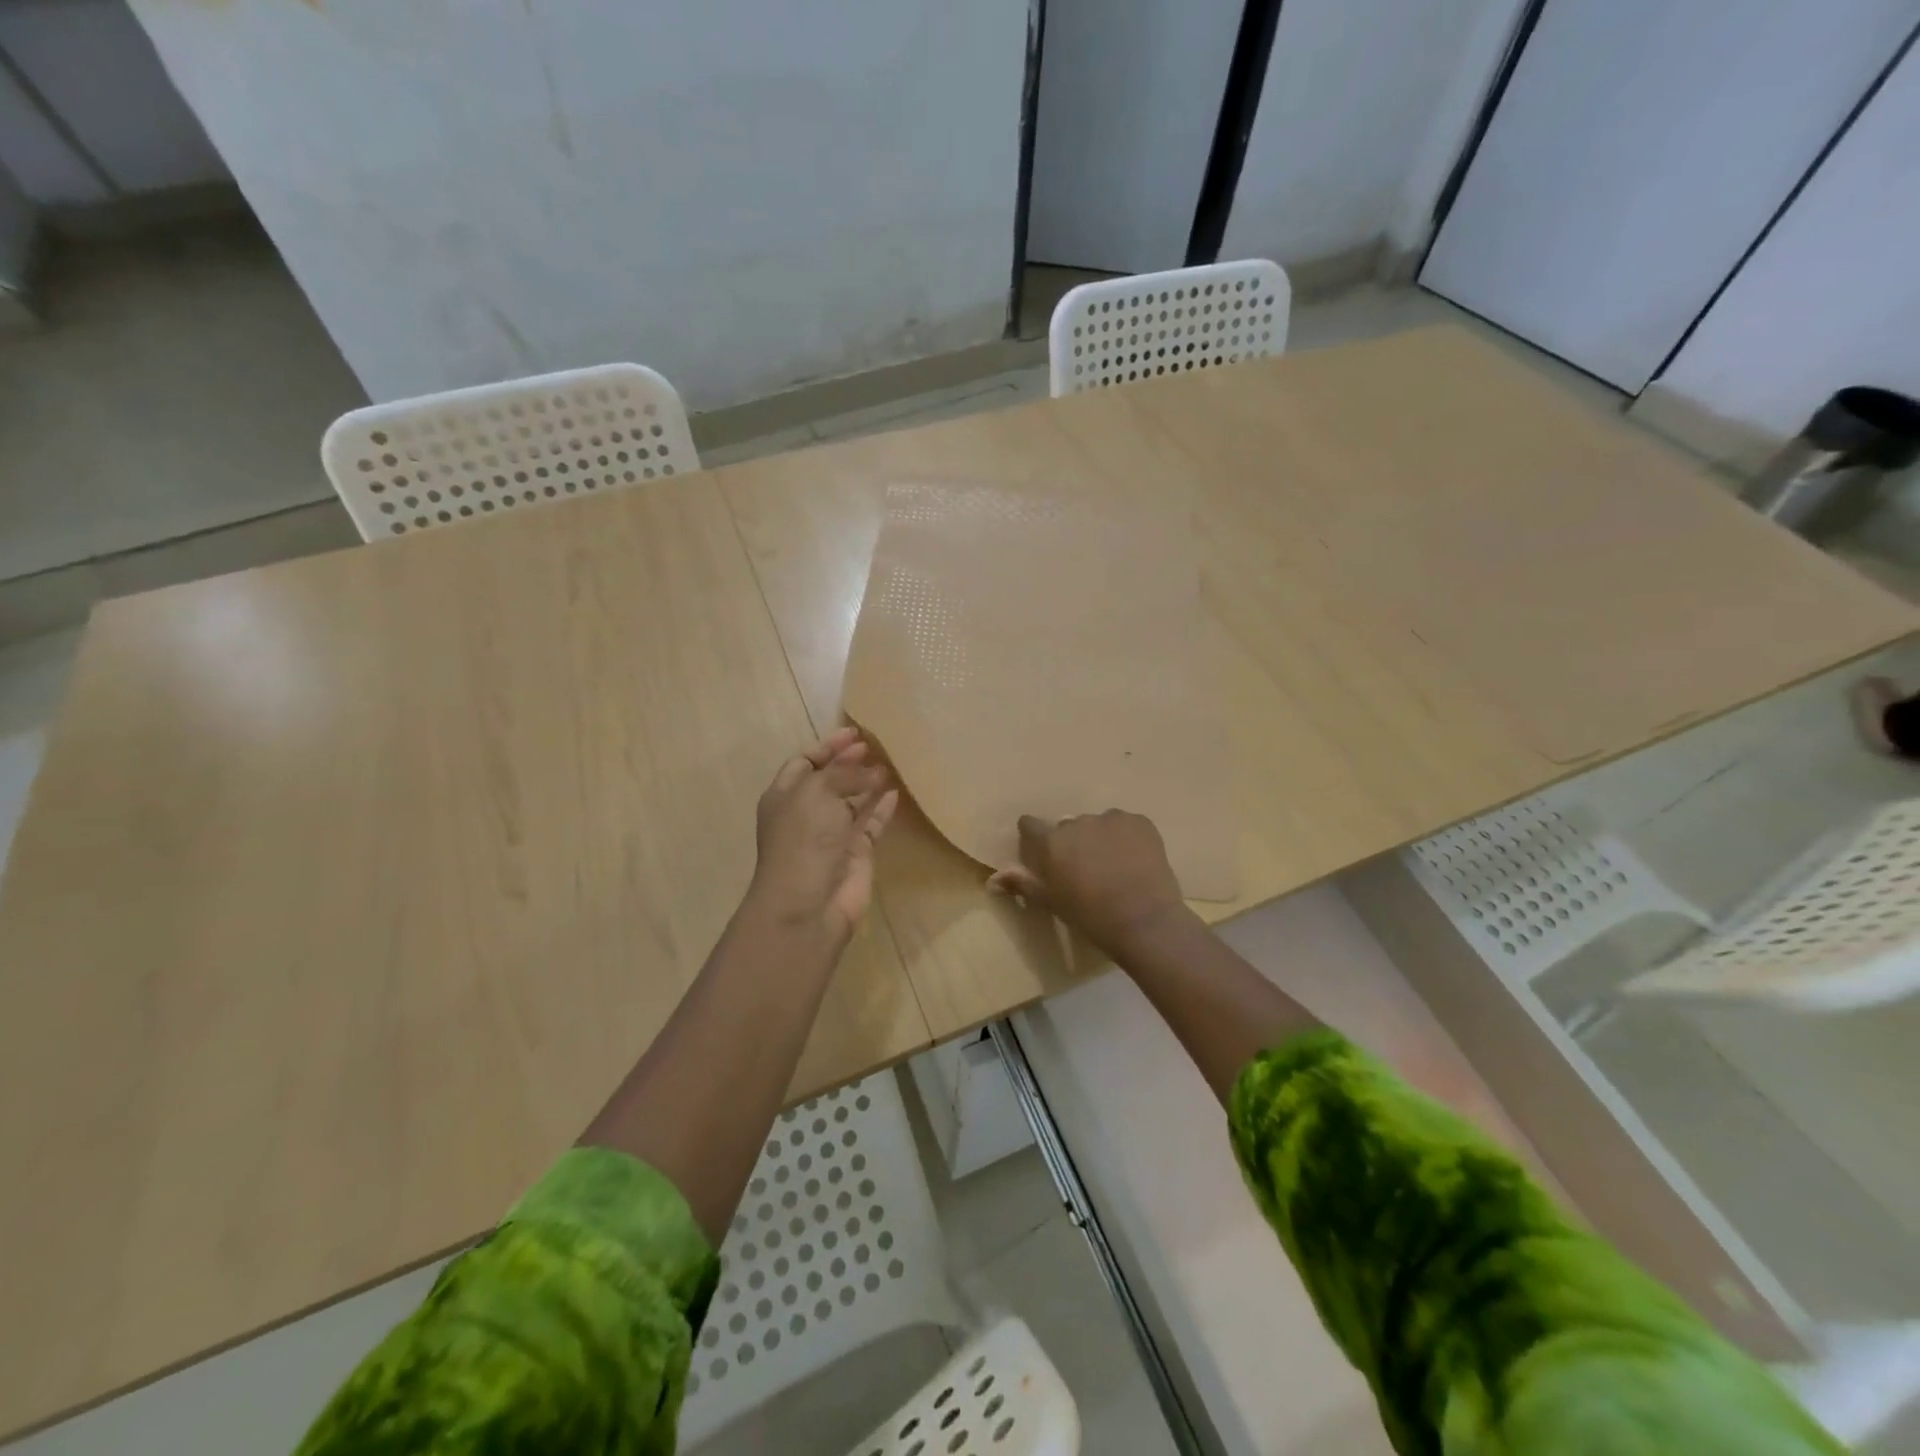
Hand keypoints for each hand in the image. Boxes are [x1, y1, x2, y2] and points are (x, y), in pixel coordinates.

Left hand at [748, 726, 898, 945]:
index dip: (827, 746)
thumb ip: (844, 774)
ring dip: (868, 782)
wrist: (808, 905)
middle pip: (830, 780)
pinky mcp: (856, 853)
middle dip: (850, 762)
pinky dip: (882, 808)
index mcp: (785, 796)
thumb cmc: (803, 840)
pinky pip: (871, 824)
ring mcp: (832, 834)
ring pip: (852, 801)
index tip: (854, 732)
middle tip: (875, 745)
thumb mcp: (817, 793)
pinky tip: (896, 791)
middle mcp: (807, 813)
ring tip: (891, 762)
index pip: (805, 762)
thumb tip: (874, 771)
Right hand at [988, 809, 1191, 953]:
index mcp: (1052, 841)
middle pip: (1068, 826)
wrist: (1144, 921)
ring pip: (1099, 824)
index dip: (1034, 836)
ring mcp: (1111, 818)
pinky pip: (1126, 825)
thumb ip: (1022, 883)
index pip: (1030, 825)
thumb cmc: (1091, 916)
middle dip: (1072, 842)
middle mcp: (1077, 822)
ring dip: (1101, 838)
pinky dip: (1127, 838)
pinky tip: (1135, 861)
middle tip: (1086, 869)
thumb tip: (991, 879)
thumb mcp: (1052, 902)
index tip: (1042, 852)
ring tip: (1115, 866)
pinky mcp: (1140, 821)